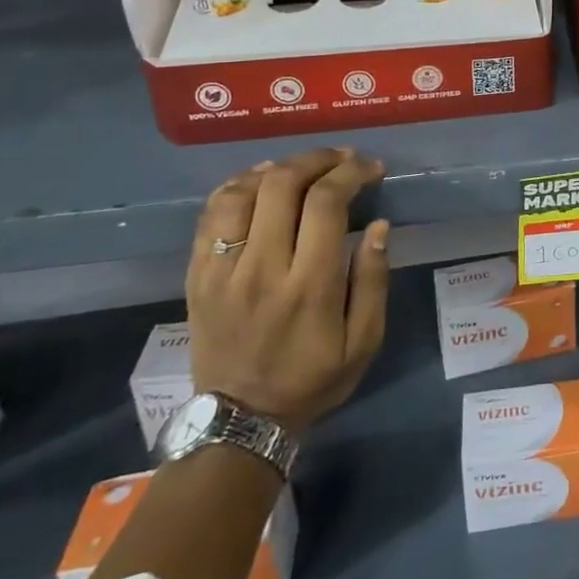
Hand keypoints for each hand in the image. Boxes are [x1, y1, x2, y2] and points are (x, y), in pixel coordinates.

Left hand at [186, 149, 390, 435]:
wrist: (240, 419)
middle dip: (318, 160)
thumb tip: (380, 225)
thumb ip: (375, 280)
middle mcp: (261, 268)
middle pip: (282, 185)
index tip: (371, 168)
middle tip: (341, 160)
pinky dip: (236, 187)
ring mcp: (222, 270)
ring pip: (242, 192)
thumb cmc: (313, 379)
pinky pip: (211, 215)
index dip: (351, 173)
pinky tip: (259, 183)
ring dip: (277, 169)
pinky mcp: (197, 275)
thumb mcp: (364, 342)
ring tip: (301, 168)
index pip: (326, 203)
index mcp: (309, 285)